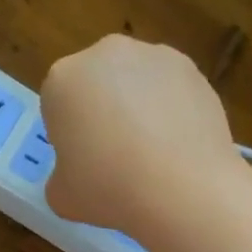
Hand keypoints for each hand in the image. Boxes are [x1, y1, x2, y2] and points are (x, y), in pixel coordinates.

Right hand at [40, 36, 237, 231]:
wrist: (185, 188)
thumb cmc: (108, 187)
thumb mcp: (61, 197)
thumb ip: (60, 177)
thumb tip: (75, 175)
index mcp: (62, 78)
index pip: (57, 104)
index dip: (68, 135)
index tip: (82, 162)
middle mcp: (105, 54)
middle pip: (96, 84)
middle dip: (102, 111)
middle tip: (114, 155)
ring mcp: (154, 56)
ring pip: (135, 82)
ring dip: (137, 106)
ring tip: (152, 152)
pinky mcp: (194, 68)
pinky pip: (170, 90)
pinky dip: (171, 110)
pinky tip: (178, 146)